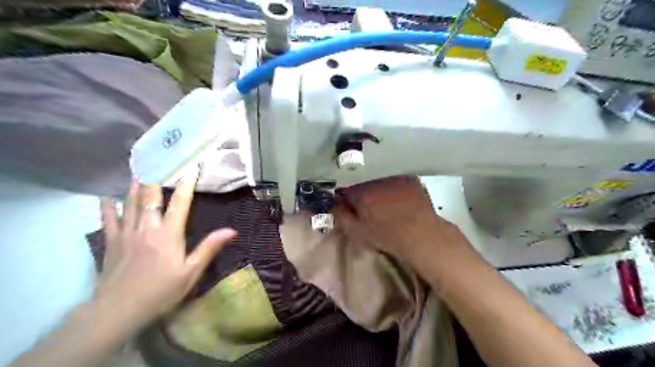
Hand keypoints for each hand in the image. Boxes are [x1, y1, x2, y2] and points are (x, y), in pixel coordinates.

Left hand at [98, 178, 236, 325]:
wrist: (119, 309)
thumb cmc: (161, 290)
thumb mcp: (191, 272)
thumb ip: (209, 248)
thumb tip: (231, 230)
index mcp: (168, 234)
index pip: (180, 203)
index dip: (186, 184)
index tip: (191, 167)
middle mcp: (146, 227)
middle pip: (151, 197)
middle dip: (156, 177)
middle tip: (158, 160)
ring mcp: (126, 233)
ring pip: (129, 203)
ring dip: (134, 185)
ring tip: (137, 169)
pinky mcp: (111, 242)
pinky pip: (108, 219)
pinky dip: (107, 206)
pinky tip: (106, 196)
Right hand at [334, 177, 473, 271]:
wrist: (421, 234)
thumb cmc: (386, 234)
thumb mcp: (357, 230)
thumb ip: (339, 215)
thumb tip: (329, 203)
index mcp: (359, 189)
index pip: (343, 187)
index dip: (342, 195)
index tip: (344, 203)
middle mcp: (375, 177)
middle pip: (360, 180)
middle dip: (358, 188)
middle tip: (363, 203)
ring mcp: (394, 175)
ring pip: (378, 177)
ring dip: (375, 185)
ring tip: (381, 199)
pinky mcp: (409, 178)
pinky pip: (394, 178)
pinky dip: (392, 184)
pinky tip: (396, 195)